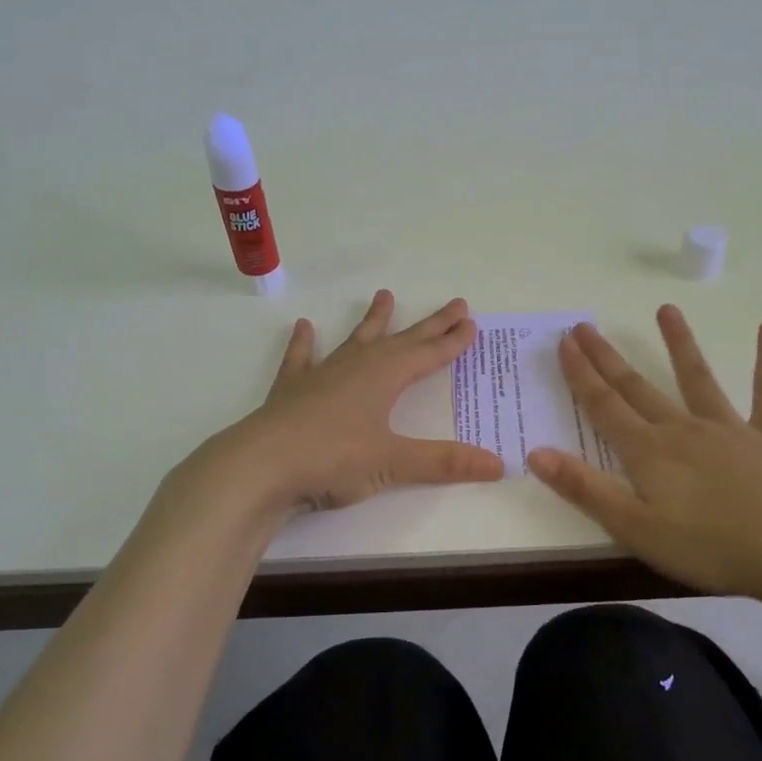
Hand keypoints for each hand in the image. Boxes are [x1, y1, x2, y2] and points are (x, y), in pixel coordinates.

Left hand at [182, 291, 504, 518]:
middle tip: (454, 303)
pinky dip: (304, 344)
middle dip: (430, 325)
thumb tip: (500, 464)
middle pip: (402, 340)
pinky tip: (304, 327)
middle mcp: (357, 366)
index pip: (429, 354)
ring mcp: (322, 375)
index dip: (452, 340)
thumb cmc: (333, 459)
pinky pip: (301, 359)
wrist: (261, 465)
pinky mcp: (292, 391)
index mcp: (385, 377)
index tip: (471, 323)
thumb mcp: (394, 463)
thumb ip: (445, 462)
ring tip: (384, 294)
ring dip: (373, 321)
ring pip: (355, 340)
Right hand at [527, 306, 761, 602]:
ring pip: (697, 378)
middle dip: (608, 358)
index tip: (565, 342)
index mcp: (649, 453)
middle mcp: (683, 429)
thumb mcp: (635, 528)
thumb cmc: (709, 548)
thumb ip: (585, 489)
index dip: (581, 375)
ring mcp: (729, 429)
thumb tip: (536, 452)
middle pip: (638, 387)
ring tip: (666, 309)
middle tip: (586, 326)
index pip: (604, 406)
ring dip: (680, 343)